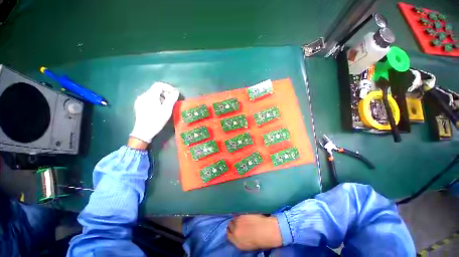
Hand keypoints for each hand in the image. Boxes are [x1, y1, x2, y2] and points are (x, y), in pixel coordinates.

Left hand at [129, 82, 179, 143]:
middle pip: (156, 90)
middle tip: (172, 101)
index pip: (159, 85)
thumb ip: (172, 99)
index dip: (168, 87)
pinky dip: (156, 101)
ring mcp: (140, 101)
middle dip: (165, 93)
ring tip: (167, 106)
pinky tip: (159, 108)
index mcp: (150, 95)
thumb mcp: (167, 110)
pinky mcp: (139, 106)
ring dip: (161, 98)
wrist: (144, 131)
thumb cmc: (156, 120)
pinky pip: (149, 99)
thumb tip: (176, 92)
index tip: (175, 94)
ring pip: (153, 95)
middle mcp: (143, 96)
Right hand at [227, 215, 281, 250]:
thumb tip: (237, 234)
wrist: (267, 231)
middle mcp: (235, 231)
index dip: (231, 231)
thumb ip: (239, 239)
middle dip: (233, 224)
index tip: (234, 229)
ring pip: (233, 218)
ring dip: (237, 218)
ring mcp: (238, 221)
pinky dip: (240, 214)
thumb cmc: (261, 240)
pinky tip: (245, 215)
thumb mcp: (247, 245)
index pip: (228, 235)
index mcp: (237, 242)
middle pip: (230, 225)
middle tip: (238, 223)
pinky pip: (238, 213)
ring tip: (243, 218)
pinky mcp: (242, 214)